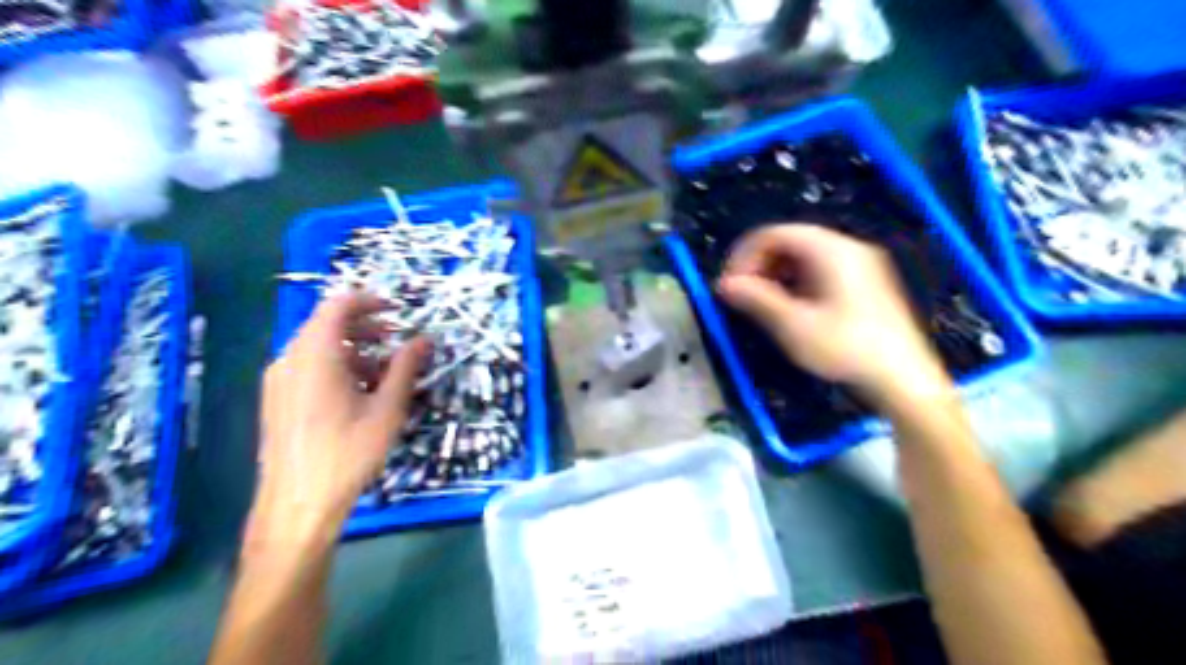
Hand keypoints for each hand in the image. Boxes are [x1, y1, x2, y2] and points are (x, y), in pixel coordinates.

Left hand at [248, 294, 428, 552]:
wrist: (297, 504)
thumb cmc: (347, 453)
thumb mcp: (387, 409)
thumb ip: (405, 367)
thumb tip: (425, 339)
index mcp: (315, 355)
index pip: (337, 306)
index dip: (369, 301)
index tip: (397, 310)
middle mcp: (290, 360)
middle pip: (326, 325)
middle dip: (365, 327)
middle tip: (395, 340)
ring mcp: (278, 381)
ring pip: (317, 347)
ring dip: (353, 349)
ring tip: (383, 371)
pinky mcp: (276, 401)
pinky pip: (307, 367)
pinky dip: (336, 366)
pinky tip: (358, 393)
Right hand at [719, 224, 950, 402]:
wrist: (904, 379)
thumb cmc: (846, 348)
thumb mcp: (794, 325)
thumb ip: (756, 299)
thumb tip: (724, 285)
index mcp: (831, 250)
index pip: (775, 233)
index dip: (745, 255)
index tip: (730, 285)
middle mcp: (847, 248)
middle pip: (790, 241)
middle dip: (760, 265)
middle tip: (742, 295)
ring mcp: (860, 265)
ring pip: (804, 257)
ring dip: (776, 275)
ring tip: (761, 304)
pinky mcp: (864, 284)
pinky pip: (820, 270)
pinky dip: (796, 283)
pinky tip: (789, 309)